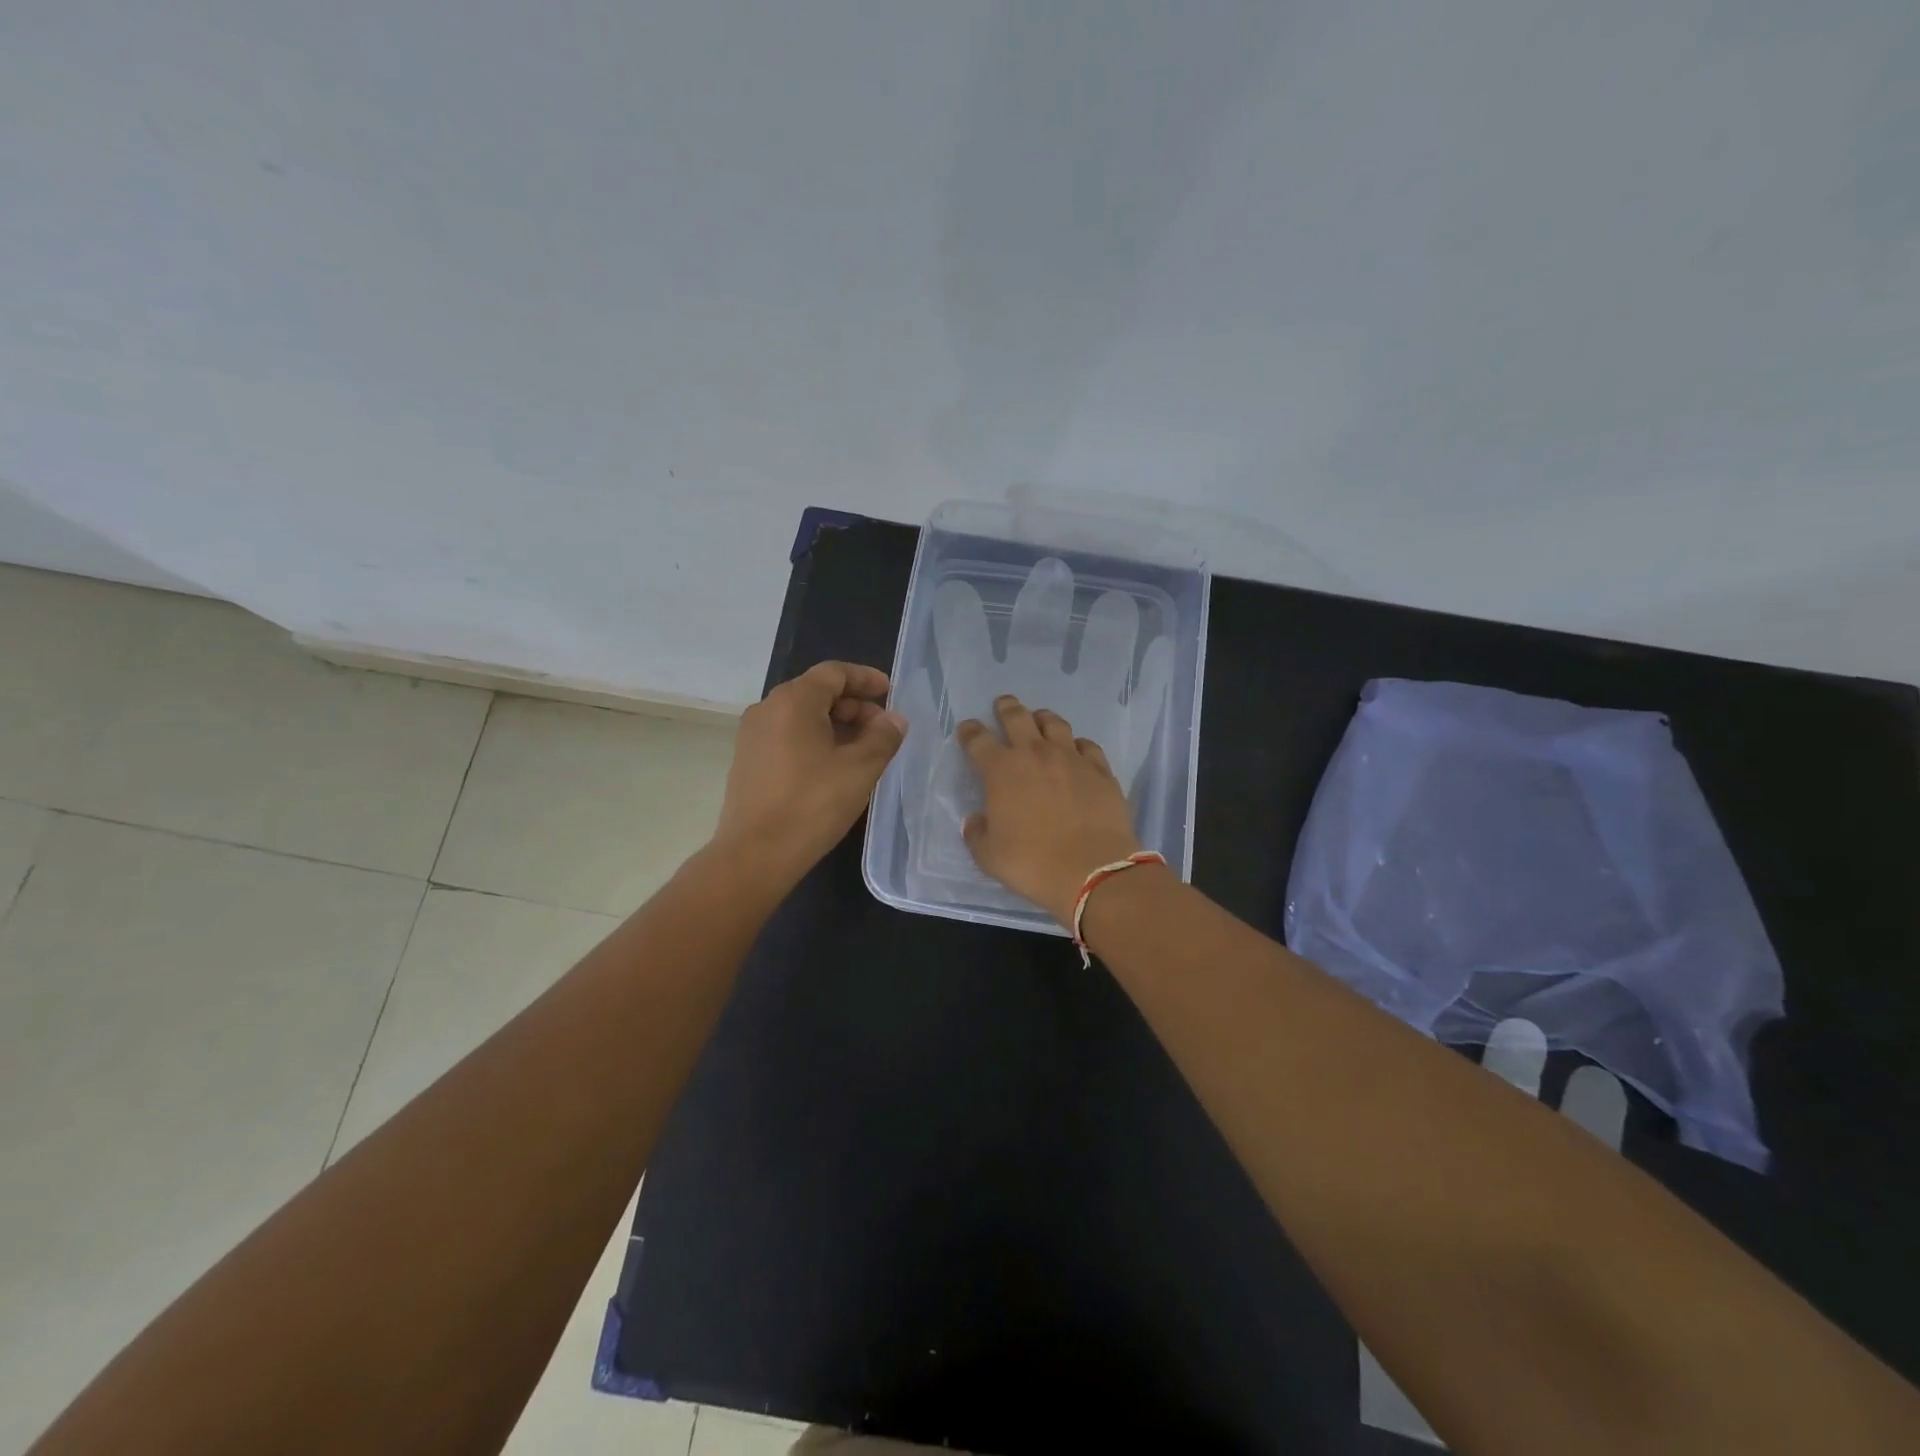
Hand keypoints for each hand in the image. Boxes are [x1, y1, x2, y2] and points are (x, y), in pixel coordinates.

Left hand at [713, 661, 906, 882]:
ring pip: (802, 716)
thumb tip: (894, 720)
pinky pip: (788, 736)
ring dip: (836, 725)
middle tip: (883, 729)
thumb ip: (883, 737)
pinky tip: (835, 767)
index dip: (865, 679)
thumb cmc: (812, 804)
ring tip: (864, 750)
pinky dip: (816, 741)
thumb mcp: (860, 769)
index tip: (890, 692)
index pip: (834, 673)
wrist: (755, 854)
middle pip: (817, 692)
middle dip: (854, 706)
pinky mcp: (748, 761)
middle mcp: (767, 709)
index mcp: (793, 700)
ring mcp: (753, 736)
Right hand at [957, 695, 1142, 925]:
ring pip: (1055, 724)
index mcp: (1001, 771)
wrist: (1093, 870)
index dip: (970, 731)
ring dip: (1042, 718)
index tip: (967, 729)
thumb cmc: (1032, 863)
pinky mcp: (1100, 770)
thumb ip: (977, 833)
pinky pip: (1087, 746)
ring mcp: (1071, 759)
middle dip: (1006, 708)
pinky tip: (1077, 749)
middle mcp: (1036, 755)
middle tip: (1003, 703)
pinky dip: (1077, 744)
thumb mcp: (989, 856)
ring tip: (1039, 719)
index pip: (978, 740)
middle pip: (1017, 718)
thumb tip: (975, 820)